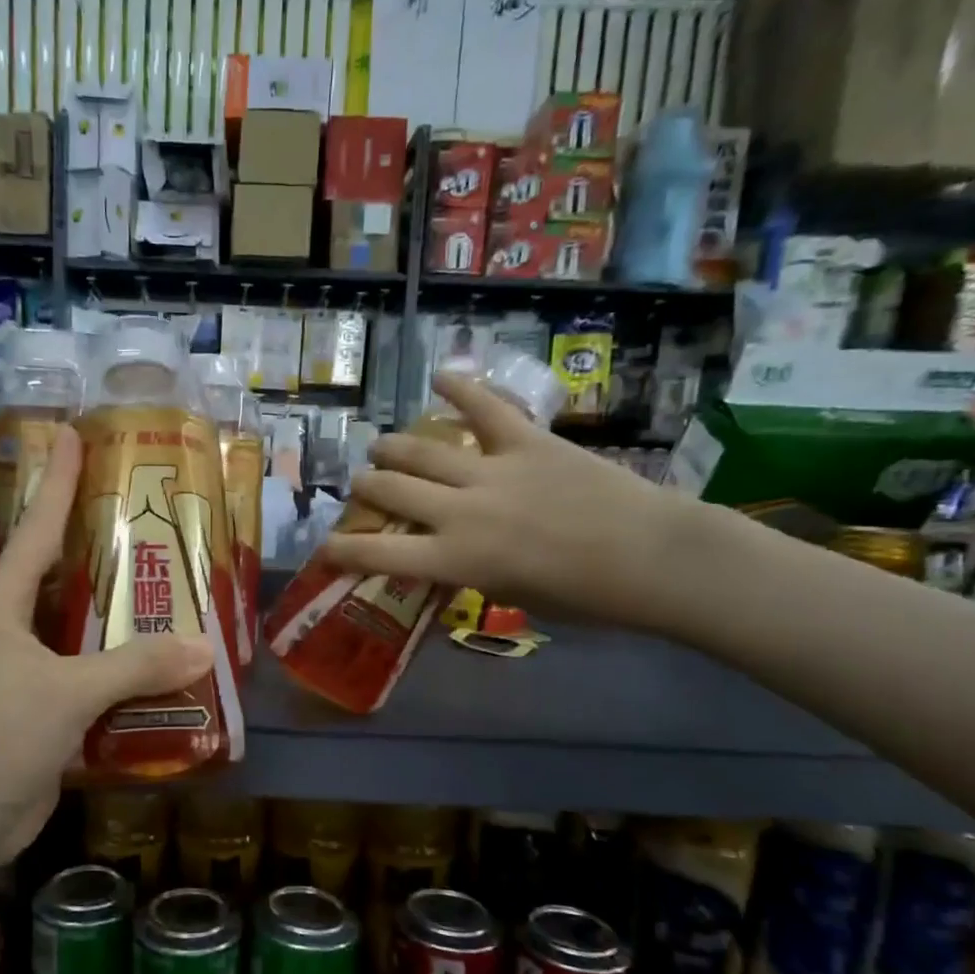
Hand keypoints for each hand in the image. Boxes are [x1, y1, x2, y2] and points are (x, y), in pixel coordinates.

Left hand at [0, 427, 212, 865]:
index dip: (57, 481)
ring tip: (173, 591)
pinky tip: (164, 670)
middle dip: (100, 547)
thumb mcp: (65, 693)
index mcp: (2, 609)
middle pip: (62, 576)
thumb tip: (204, 647)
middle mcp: (12, 633)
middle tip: (148, 518)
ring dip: (121, 619)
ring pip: (82, 632)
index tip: (73, 433)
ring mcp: (26, 676)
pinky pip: (91, 680)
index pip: (36, 530)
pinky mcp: (42, 715)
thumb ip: (134, 667)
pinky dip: (123, 674)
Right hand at [323, 372, 710, 632]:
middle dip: (367, 487)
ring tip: (380, 445)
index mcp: (455, 561)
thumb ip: (471, 574)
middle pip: (392, 490)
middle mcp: (459, 512)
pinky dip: (462, 388)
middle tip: (362, 485)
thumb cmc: (584, 597)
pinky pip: (486, 408)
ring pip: (422, 450)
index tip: (324, 546)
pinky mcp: (526, 441)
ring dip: (392, 447)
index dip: (343, 551)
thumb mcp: (511, 598)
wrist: (651, 557)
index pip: (379, 555)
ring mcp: (491, 471)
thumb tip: (452, 558)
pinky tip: (440, 375)